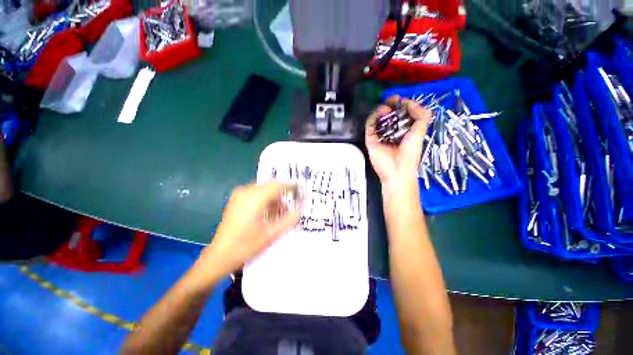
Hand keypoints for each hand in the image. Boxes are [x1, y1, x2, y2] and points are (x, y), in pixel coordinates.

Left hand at [197, 182, 300, 279]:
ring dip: (274, 198)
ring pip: (264, 190)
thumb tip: (300, 209)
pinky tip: (268, 213)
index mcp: (255, 198)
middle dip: (282, 195)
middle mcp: (246, 191)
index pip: (278, 185)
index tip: (300, 192)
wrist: (219, 256)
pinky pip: (256, 193)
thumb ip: (289, 219)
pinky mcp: (236, 199)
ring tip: (279, 213)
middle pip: (271, 186)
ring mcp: (239, 194)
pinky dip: (265, 200)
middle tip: (289, 208)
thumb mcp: (272, 234)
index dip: (291, 187)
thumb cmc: (246, 246)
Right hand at [365, 96, 431, 188]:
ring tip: (387, 108)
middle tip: (393, 99)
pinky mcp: (370, 139)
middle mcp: (391, 132)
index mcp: (403, 131)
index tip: (402, 100)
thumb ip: (421, 116)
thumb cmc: (410, 154)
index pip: (401, 115)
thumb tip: (410, 102)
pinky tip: (381, 113)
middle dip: (391, 105)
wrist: (397, 171)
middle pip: (389, 115)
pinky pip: (369, 125)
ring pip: (378, 118)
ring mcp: (380, 136)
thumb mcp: (420, 133)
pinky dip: (374, 117)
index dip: (401, 106)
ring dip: (382, 110)